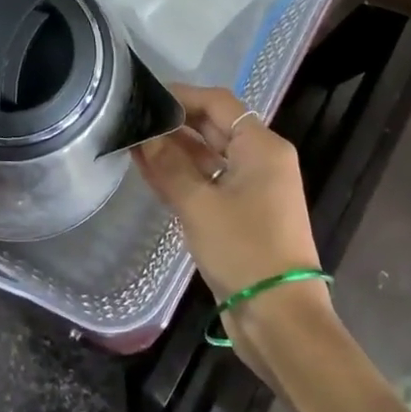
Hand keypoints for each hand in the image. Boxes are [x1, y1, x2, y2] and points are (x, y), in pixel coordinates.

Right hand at [132, 85, 332, 350]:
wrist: (278, 317)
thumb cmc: (244, 250)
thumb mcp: (200, 205)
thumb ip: (169, 166)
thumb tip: (144, 135)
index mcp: (262, 147)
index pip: (218, 104)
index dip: (181, 95)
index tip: (144, 95)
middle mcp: (261, 160)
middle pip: (214, 127)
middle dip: (174, 124)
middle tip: (132, 120)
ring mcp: (253, 188)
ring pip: (209, 156)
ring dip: (175, 151)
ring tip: (132, 144)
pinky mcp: (243, 213)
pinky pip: (210, 182)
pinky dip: (183, 176)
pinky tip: (150, 172)